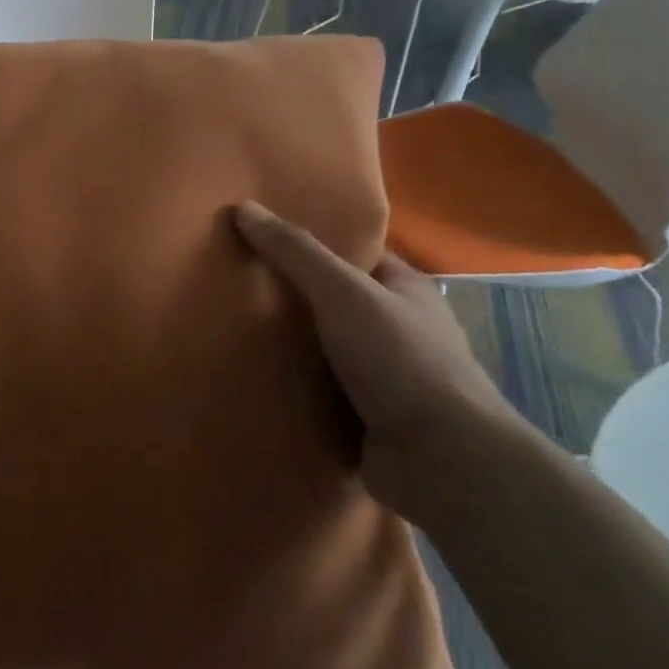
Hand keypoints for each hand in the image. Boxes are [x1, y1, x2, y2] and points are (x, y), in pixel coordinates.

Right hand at [234, 201, 519, 519]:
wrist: (441, 460)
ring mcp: (383, 376)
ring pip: (321, 349)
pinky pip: (316, 391)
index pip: (352, 254)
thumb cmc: (400, 360)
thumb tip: (244, 208)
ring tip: (226, 328)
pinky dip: (289, 386)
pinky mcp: (365, 417)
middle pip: (330, 302)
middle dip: (287, 297)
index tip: (258, 239)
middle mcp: (397, 329)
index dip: (309, 243)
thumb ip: (295, 252)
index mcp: (405, 290)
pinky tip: (249, 377)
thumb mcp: (343, 292)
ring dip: (284, 347)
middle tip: (231, 283)